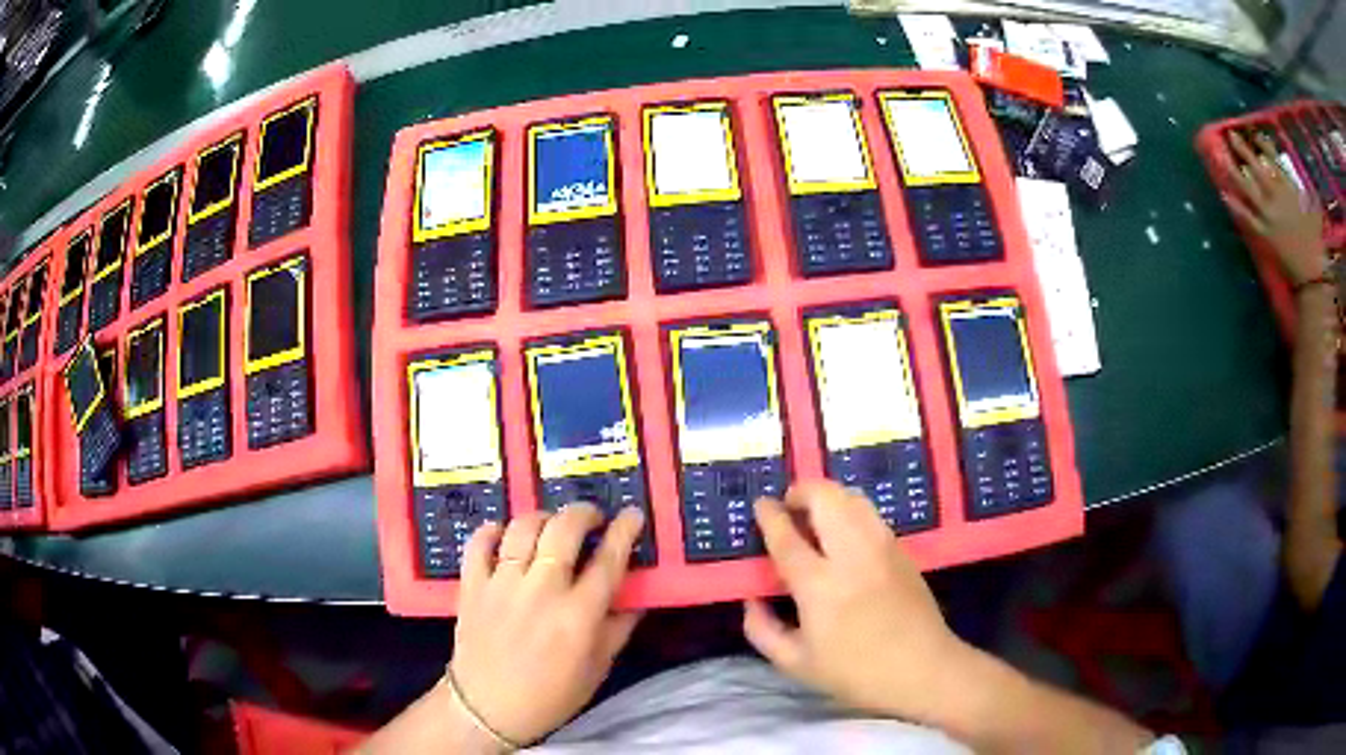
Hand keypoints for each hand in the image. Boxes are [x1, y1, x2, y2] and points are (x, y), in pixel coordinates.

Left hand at [450, 504, 644, 746]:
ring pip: (522, 528)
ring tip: (550, 524)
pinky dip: (492, 530)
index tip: (632, 514)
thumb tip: (637, 595)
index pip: (608, 559)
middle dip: (583, 513)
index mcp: (578, 614)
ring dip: (542, 517)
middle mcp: (541, 591)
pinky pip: (478, 543)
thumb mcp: (597, 667)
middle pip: (564, 530)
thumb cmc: (550, 695)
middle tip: (592, 517)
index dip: (624, 530)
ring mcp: (502, 584)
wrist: (487, 708)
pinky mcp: (472, 585)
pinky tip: (503, 533)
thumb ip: (619, 627)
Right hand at [743, 481, 973, 723]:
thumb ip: (762, 630)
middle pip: (826, 498)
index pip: (788, 536)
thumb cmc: (855, 672)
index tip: (760, 505)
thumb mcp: (795, 663)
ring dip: (828, 498)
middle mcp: (852, 554)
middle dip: (801, 491)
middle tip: (789, 508)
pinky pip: (871, 515)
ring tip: (816, 517)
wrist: (922, 669)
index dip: (770, 515)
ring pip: (853, 498)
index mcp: (819, 584)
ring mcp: (882, 547)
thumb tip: (752, 599)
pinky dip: (850, 511)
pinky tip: (844, 535)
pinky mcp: (902, 550)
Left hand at [1221, 131, 1328, 285]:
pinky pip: (1246, 217)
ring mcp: (1268, 216)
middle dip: (1242, 148)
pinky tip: (1223, 193)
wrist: (1312, 273)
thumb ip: (1302, 187)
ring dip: (1232, 170)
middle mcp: (1276, 197)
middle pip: (1256, 167)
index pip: (1273, 158)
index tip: (1253, 133)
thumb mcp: (1313, 206)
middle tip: (1230, 134)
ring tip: (1219, 155)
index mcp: (1289, 188)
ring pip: (1246, 187)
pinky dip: (1234, 205)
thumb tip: (1293, 171)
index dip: (1262, 144)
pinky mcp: (1264, 234)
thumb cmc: (1316, 239)